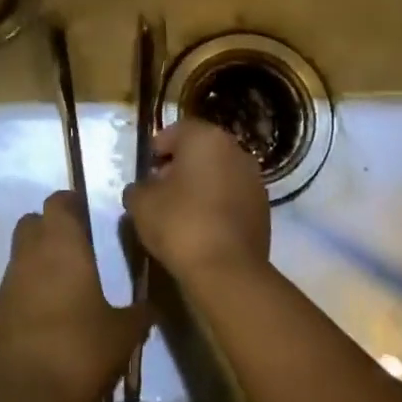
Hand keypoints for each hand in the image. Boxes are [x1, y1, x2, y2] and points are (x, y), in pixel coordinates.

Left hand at [0, 191, 151, 401]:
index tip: (87, 215)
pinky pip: (11, 291)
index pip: (58, 201)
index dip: (71, 204)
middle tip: (75, 249)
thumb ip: (137, 314)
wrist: (23, 399)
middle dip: (49, 228)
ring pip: (19, 257)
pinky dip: (26, 296)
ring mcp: (6, 284)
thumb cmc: (79, 351)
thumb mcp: (123, 334)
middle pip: (32, 222)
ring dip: (37, 264)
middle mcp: (29, 255)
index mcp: (62, 246)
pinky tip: (45, 322)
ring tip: (64, 290)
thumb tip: (149, 307)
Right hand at [122, 118, 271, 287]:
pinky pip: (233, 197)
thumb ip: (138, 188)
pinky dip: (218, 204)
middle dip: (181, 165)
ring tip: (182, 210)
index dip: (158, 149)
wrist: (227, 270)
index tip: (147, 170)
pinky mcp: (264, 208)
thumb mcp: (141, 204)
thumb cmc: (180, 223)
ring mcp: (254, 179)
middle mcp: (235, 150)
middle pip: (201, 150)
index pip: (177, 131)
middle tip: (161, 189)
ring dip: (202, 185)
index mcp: (206, 138)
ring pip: (220, 173)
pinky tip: (203, 226)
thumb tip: (142, 189)